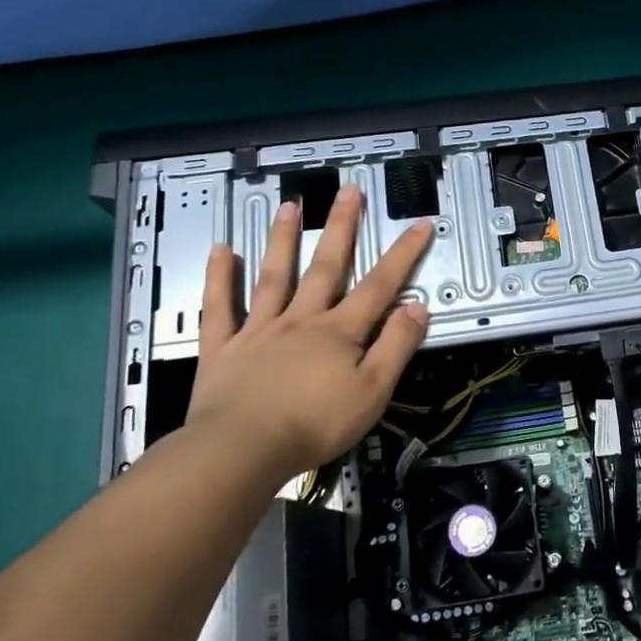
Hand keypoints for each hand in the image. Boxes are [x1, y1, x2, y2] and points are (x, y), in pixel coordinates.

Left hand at [186, 185, 433, 480]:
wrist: (242, 449)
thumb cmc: (315, 424)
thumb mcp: (373, 391)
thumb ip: (396, 346)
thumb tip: (417, 307)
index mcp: (340, 332)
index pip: (380, 285)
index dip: (403, 254)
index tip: (421, 223)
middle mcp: (301, 320)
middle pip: (325, 267)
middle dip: (341, 228)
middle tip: (348, 191)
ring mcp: (259, 330)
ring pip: (273, 277)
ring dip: (283, 240)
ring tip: (290, 206)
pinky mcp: (223, 348)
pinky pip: (221, 308)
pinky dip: (220, 278)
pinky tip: (221, 251)